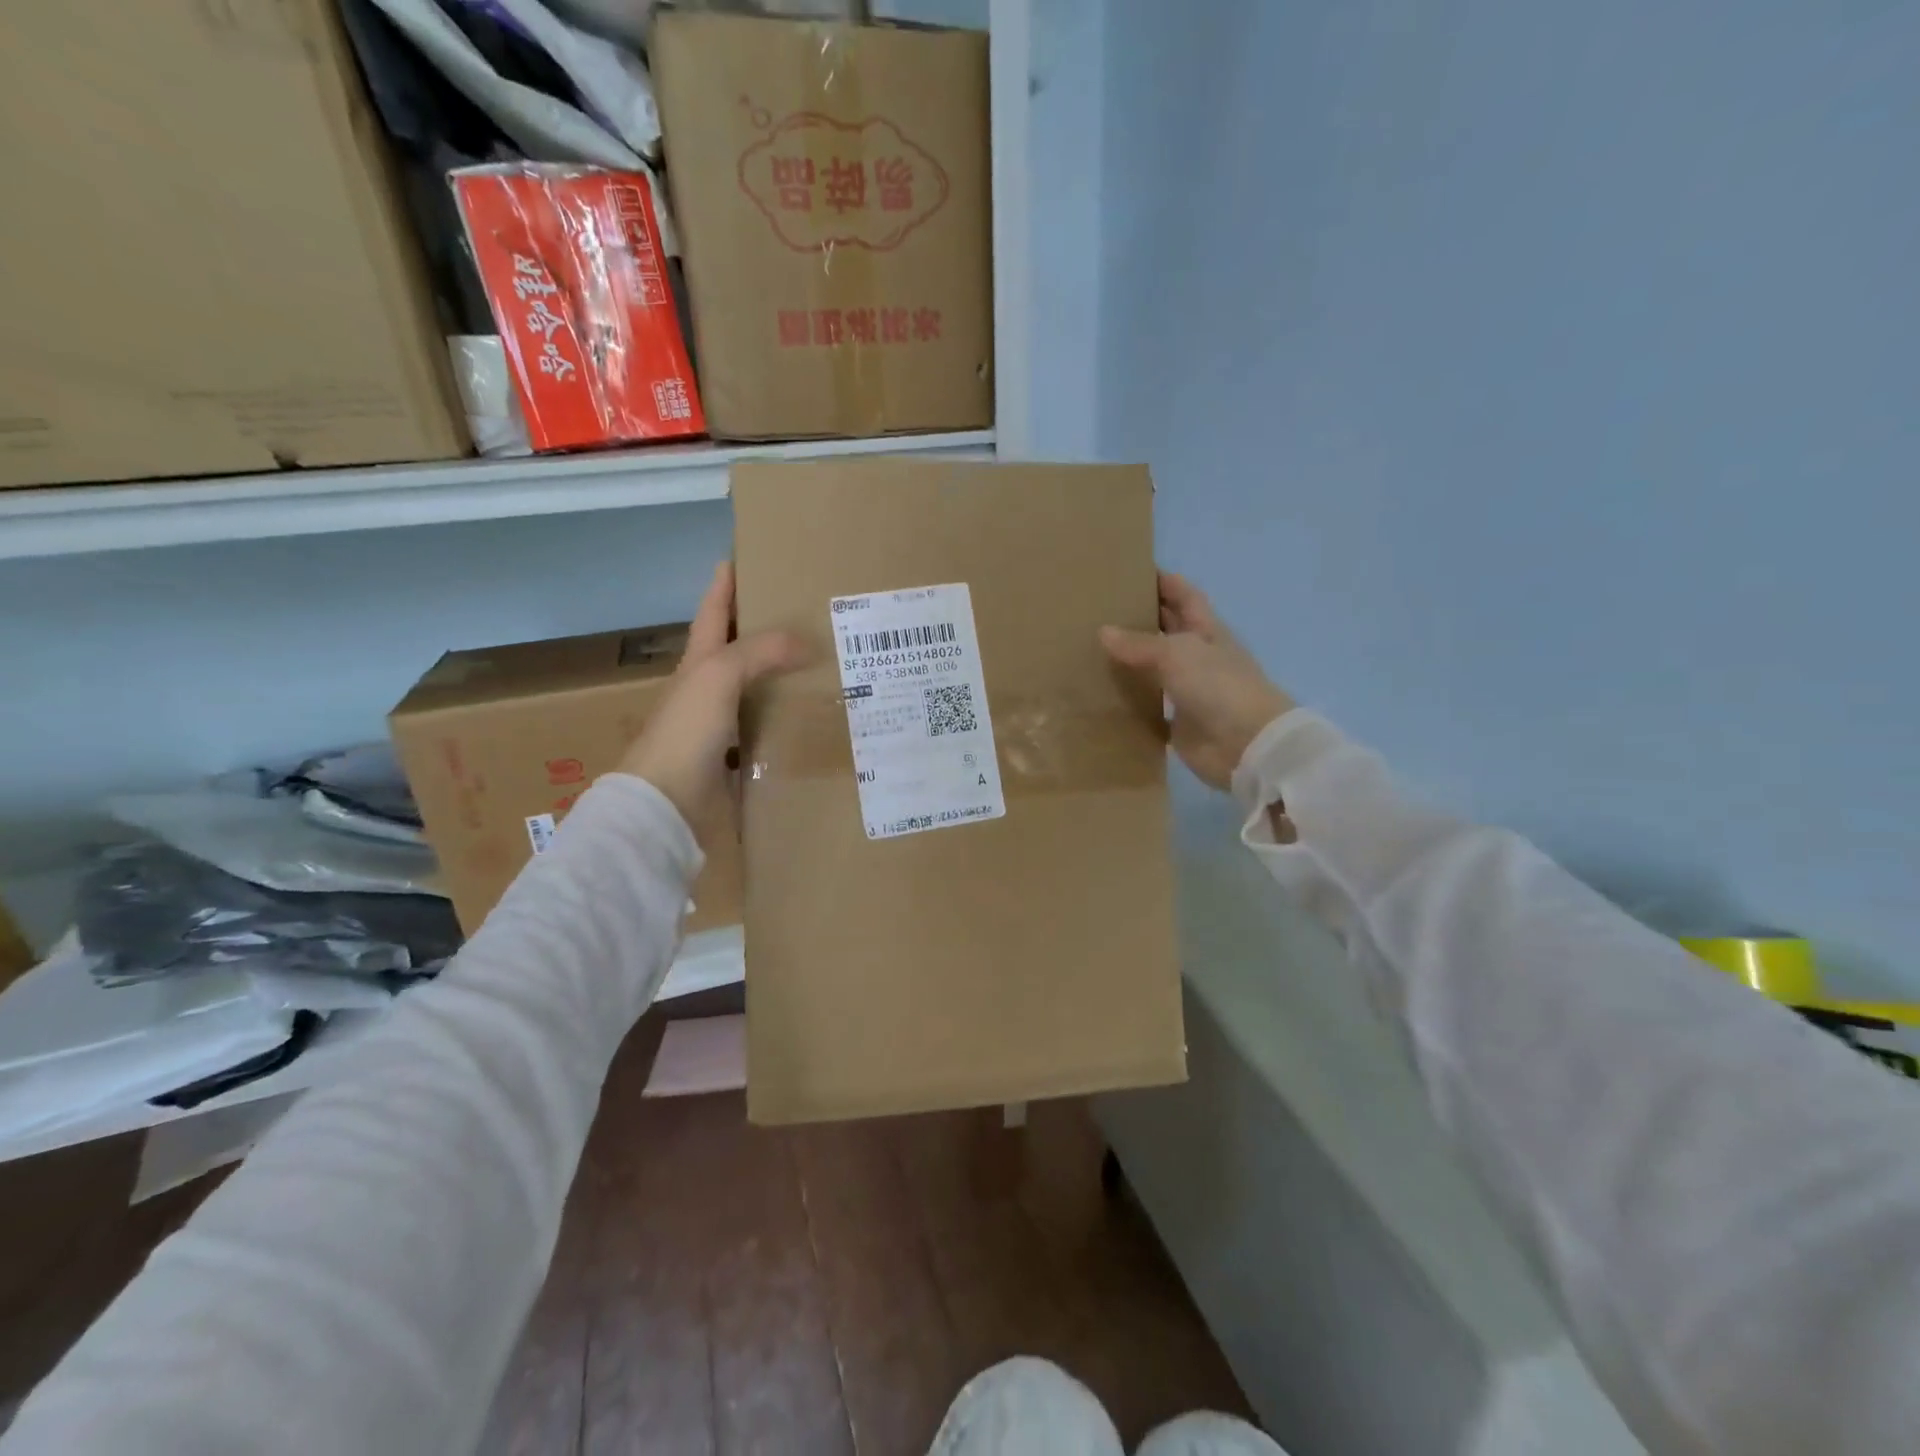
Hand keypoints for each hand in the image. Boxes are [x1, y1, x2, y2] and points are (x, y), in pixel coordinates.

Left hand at [617, 563, 806, 831]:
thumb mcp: (719, 676)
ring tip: (820, 663)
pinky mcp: (734, 757)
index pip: (713, 612)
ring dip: (780, 676)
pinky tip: (810, 718)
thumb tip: (808, 643)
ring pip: (755, 690)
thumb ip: (761, 652)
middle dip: (763, 629)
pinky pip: (765, 728)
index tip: (741, 556)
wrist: (666, 803)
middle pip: (737, 649)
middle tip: (804, 613)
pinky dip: (785, 719)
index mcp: (699, 662)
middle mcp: (707, 688)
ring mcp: (719, 725)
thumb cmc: (686, 730)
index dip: (724, 584)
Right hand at [1100, 572, 1294, 790]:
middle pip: (1166, 629)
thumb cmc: (1218, 685)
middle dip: (1139, 617)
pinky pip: (1148, 705)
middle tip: (1098, 609)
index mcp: (1205, 629)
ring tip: (1090, 648)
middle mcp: (1197, 655)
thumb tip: (1103, 631)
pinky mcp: (1177, 720)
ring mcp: (1187, 689)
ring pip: (1153, 668)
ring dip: (1129, 660)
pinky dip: (1128, 699)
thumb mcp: (1177, 653)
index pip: (1183, 595)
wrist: (1246, 744)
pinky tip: (1100, 692)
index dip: (1162, 581)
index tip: (1130, 570)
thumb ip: (1139, 643)